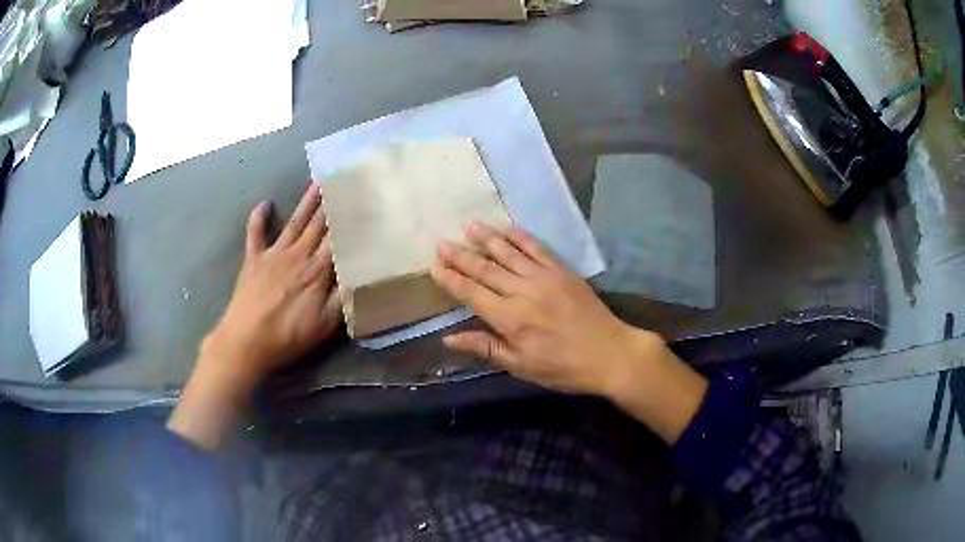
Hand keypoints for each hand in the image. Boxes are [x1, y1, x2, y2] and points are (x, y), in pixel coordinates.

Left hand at [205, 186, 341, 381]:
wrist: (246, 341)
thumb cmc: (288, 336)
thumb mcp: (325, 325)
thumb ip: (344, 298)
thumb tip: (361, 273)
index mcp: (317, 271)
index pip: (338, 239)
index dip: (349, 219)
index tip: (360, 200)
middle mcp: (298, 255)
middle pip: (318, 224)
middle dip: (331, 202)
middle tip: (342, 180)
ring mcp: (273, 254)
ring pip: (294, 223)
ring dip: (306, 202)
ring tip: (317, 182)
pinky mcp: (253, 259)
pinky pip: (255, 233)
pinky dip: (258, 218)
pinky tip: (264, 204)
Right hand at [431, 223, 707, 442]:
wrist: (610, 353)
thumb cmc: (563, 367)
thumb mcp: (522, 366)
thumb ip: (486, 348)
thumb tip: (449, 338)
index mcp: (510, 318)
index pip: (472, 293)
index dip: (451, 279)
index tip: (434, 266)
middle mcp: (523, 291)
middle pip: (485, 269)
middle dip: (461, 255)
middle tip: (441, 242)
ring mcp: (544, 276)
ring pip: (508, 252)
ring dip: (487, 238)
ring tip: (468, 225)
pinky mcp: (562, 270)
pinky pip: (537, 247)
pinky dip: (520, 236)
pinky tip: (507, 228)